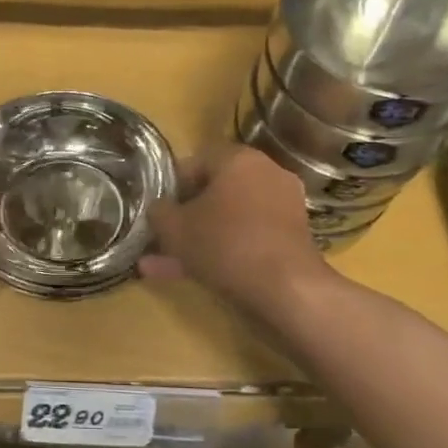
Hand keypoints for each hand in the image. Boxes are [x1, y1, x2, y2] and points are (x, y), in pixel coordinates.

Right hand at [142, 144, 324, 304]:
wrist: (286, 288)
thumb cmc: (224, 244)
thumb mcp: (174, 228)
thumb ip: (159, 212)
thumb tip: (158, 209)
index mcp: (238, 159)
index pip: (195, 162)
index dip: (170, 186)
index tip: (157, 210)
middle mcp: (266, 174)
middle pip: (214, 192)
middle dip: (185, 217)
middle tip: (161, 237)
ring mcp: (282, 207)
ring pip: (228, 220)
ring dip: (198, 239)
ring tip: (165, 265)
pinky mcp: (291, 238)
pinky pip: (247, 237)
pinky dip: (222, 252)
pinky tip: (190, 276)